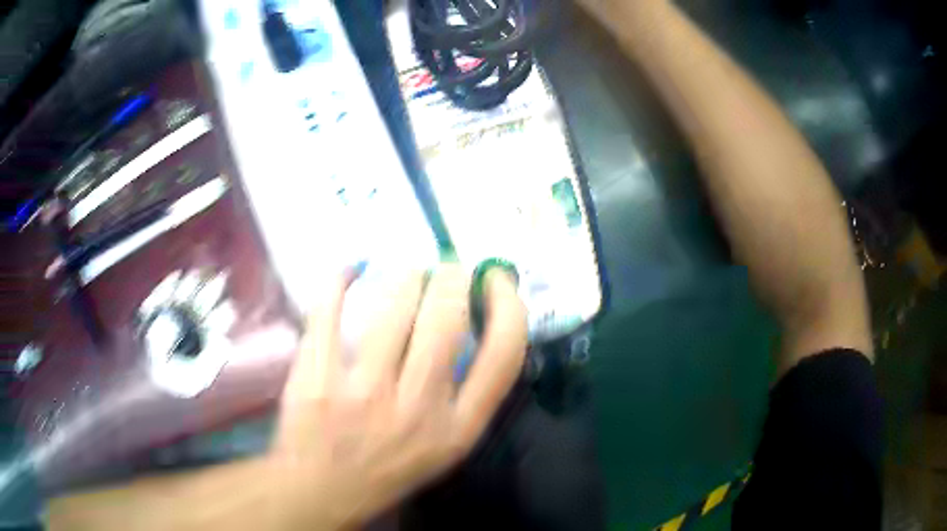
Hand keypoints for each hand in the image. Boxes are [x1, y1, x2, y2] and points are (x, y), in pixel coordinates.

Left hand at [268, 265, 527, 528]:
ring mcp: (362, 393)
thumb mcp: (447, 446)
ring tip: (409, 271)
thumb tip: (475, 322)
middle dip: (451, 278)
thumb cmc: (390, 466)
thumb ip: (469, 395)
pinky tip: (350, 272)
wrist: (323, 489)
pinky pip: (328, 312)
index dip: (508, 305)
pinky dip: (340, 281)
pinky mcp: (316, 379)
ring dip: (406, 276)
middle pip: (445, 320)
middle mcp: (416, 408)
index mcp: (457, 427)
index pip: (503, 354)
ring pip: (393, 308)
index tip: (496, 279)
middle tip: (446, 268)